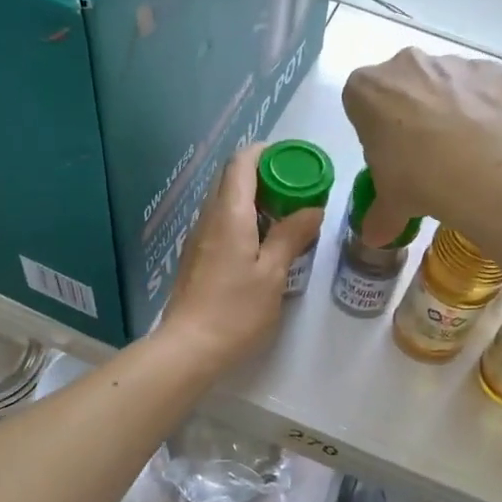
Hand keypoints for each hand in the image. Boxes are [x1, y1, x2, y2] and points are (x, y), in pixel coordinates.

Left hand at [155, 143, 322, 373]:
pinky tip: (263, 244)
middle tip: (297, 191)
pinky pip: (221, 223)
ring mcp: (199, 237)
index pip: (241, 163)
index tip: (293, 161)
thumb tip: (312, 208)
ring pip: (226, 202)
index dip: (266, 153)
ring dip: (255, 200)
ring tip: (286, 217)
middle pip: (233, 179)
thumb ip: (291, 236)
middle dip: (265, 176)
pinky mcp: (197, 257)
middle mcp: (209, 218)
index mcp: (229, 214)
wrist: (189, 348)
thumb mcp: (272, 274)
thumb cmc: (235, 311)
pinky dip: (244, 220)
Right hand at [342, 48, 501, 244]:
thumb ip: (380, 214)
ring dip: (448, 106)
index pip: (360, 102)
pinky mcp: (488, 70)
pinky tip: (487, 137)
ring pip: (443, 81)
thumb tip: (374, 238)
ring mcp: (449, 62)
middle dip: (410, 111)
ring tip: (460, 150)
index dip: (374, 128)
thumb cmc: (414, 177)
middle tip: (423, 153)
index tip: (388, 154)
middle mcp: (404, 64)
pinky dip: (483, 104)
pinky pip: (481, 86)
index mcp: (365, 89)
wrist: (477, 167)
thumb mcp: (390, 202)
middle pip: (402, 85)